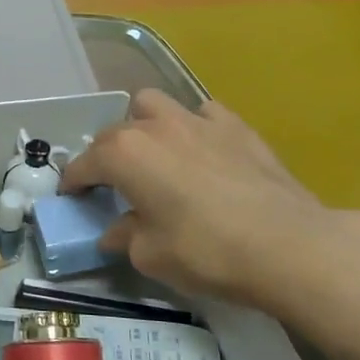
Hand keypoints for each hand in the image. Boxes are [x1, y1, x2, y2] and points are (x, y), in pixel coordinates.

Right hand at [63, 90, 359, 324]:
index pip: (84, 164)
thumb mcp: (150, 255)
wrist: (288, 244)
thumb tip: (116, 231)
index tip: (71, 197)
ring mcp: (197, 120)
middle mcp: (154, 126)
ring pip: (154, 105)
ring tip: (153, 153)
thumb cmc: (206, 251)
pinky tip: (202, 151)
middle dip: (105, 155)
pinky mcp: (236, 126)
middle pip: (114, 132)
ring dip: (143, 124)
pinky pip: (202, 115)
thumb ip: (125, 236)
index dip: (72, 182)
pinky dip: (193, 128)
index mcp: (123, 154)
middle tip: (113, 184)